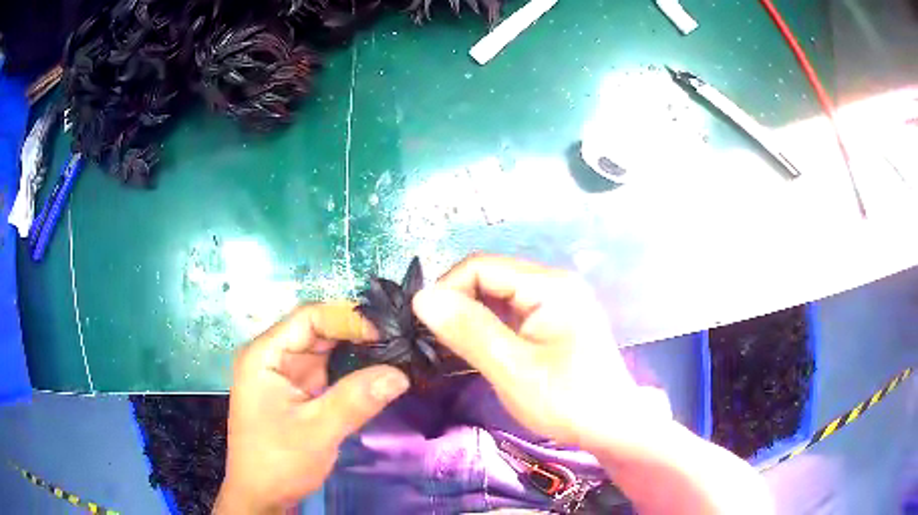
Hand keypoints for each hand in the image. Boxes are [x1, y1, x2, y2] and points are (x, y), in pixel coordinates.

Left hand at [214, 303, 409, 514]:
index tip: (386, 333)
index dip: (347, 319)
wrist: (261, 495)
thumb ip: (356, 400)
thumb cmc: (278, 461)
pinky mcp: (298, 391)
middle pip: (318, 330)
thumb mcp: (317, 432)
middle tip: (399, 340)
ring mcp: (286, 374)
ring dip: (358, 351)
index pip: (308, 317)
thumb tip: (400, 374)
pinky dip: (352, 370)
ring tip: (396, 352)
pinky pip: (328, 370)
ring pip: (326, 349)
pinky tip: (377, 372)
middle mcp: (273, 356)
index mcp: (265, 355)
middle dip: (357, 333)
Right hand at [412, 255, 670, 452]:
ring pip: (495, 297)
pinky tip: (473, 351)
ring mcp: (553, 302)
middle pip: (488, 278)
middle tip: (434, 342)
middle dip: (457, 305)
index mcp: (549, 286)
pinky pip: (508, 314)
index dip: (447, 290)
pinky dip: (486, 329)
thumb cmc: (567, 400)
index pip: (481, 266)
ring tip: (448, 349)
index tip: (426, 327)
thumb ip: (468, 330)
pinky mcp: (551, 321)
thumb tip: (421, 297)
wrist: (612, 426)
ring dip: (469, 319)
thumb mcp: (513, 369)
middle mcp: (552, 283)